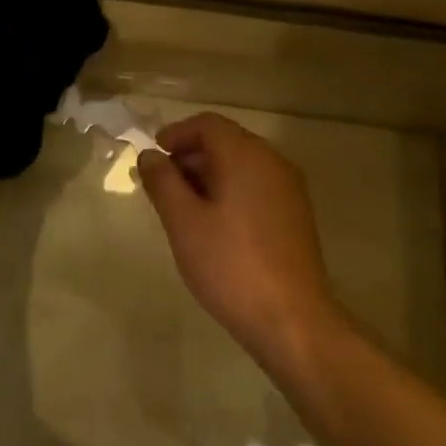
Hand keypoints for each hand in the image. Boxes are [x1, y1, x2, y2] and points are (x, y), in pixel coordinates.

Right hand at [138, 112, 338, 370]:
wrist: (292, 320)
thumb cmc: (230, 266)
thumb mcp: (183, 223)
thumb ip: (163, 182)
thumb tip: (149, 155)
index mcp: (246, 156)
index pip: (208, 124)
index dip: (176, 133)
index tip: (153, 156)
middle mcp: (272, 162)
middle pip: (227, 141)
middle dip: (191, 154)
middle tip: (162, 183)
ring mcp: (289, 189)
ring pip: (242, 165)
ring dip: (209, 173)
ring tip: (182, 206)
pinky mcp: (296, 214)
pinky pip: (257, 185)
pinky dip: (231, 190)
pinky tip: (214, 224)